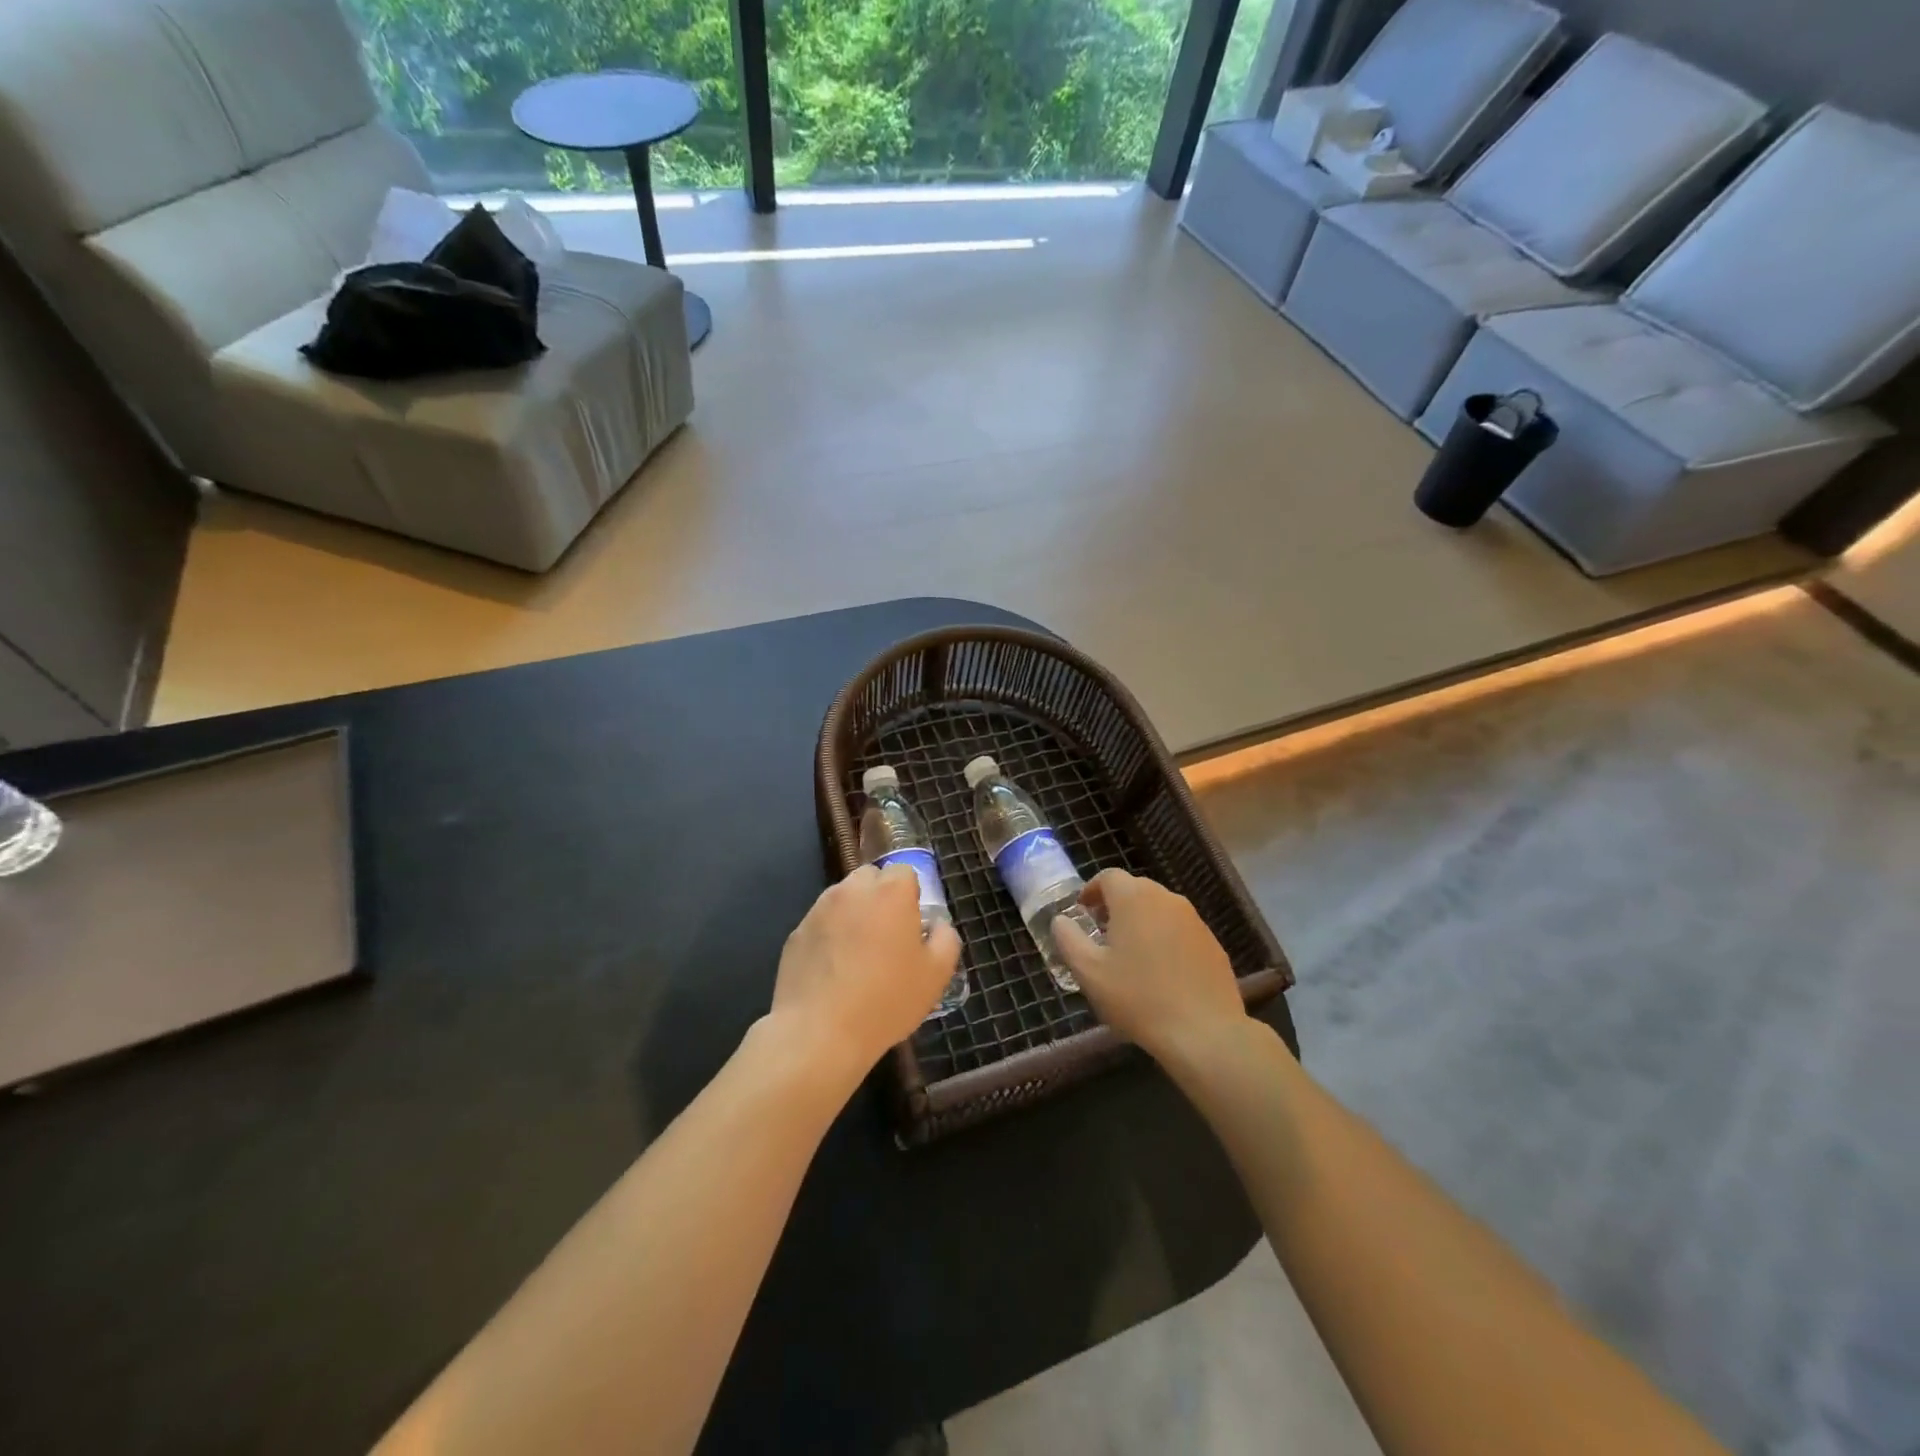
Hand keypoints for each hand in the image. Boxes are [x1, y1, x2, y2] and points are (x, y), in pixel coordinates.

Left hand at [767, 864, 961, 1081]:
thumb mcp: (936, 975)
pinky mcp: (796, 933)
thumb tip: (937, 927)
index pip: (904, 872)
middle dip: (880, 897)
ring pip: (843, 899)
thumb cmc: (886, 1000)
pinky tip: (834, 972)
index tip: (912, 927)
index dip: (910, 896)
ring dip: (854, 915)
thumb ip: (946, 940)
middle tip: (887, 937)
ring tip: (858, 956)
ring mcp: (819, 909)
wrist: (819, 1032)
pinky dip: (830, 936)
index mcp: (890, 892)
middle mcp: (852, 890)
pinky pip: (821, 924)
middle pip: (870, 878)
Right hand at [1053, 869, 1246, 1067]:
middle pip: (1135, 889)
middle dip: (1115, 905)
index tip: (1083, 914)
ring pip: (1159, 908)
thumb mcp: (1089, 972)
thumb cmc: (1138, 998)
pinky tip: (1161, 972)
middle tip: (1102, 935)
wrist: (1204, 1032)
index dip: (1092, 891)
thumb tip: (1060, 920)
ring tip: (1130, 955)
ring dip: (1141, 921)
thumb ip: (1068, 939)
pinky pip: (1180, 929)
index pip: (1108, 876)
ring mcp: (1194, 919)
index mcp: (1134, 898)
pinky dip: (1165, 938)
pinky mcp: (1212, 942)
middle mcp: (1166, 898)